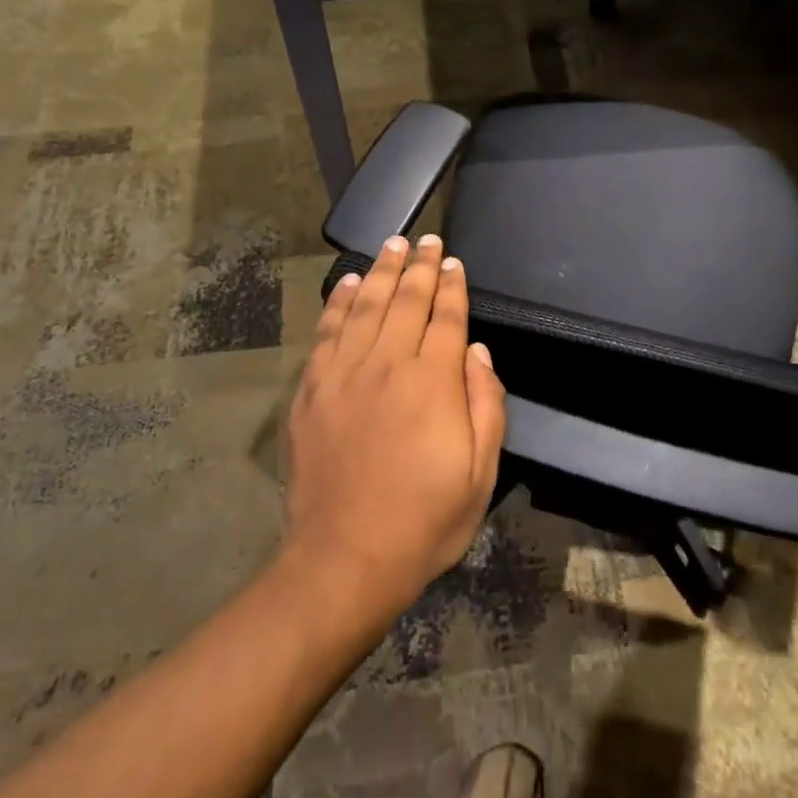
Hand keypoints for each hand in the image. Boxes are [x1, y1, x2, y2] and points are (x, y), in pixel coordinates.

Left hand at [283, 234, 506, 621]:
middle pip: (407, 301)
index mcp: (433, 382)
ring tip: (392, 245)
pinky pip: (327, 332)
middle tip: (426, 239)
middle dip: (420, 266)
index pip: (446, 317)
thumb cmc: (424, 520)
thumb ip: (485, 403)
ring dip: (383, 271)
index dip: (452, 286)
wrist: (345, 558)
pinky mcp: (312, 390)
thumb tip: (475, 350)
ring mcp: (344, 374)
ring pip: (367, 306)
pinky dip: (339, 302)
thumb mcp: (480, 473)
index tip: (453, 262)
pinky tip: (349, 283)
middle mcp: (388, 364)